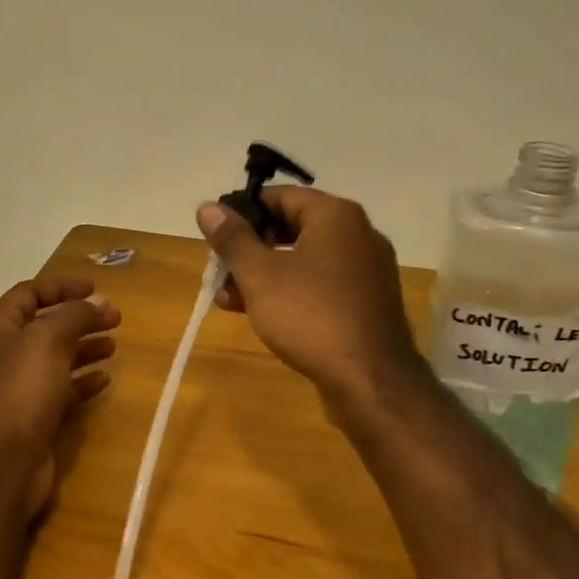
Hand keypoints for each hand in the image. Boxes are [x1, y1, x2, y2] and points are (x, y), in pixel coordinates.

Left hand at [0, 277, 120, 518]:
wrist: (2, 463)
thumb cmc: (22, 390)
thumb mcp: (48, 339)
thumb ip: (74, 315)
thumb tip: (98, 303)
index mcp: (0, 329)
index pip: (29, 294)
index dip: (60, 286)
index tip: (94, 288)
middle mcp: (7, 354)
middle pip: (46, 326)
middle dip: (79, 318)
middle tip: (115, 318)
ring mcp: (20, 388)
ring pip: (57, 358)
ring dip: (84, 348)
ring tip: (114, 347)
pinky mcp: (35, 417)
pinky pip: (62, 391)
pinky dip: (83, 382)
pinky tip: (105, 381)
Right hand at [197, 188, 424, 402]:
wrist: (371, 382)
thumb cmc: (311, 316)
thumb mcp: (260, 275)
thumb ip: (232, 238)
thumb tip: (207, 207)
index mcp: (335, 215)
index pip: (279, 196)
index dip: (242, 212)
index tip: (215, 234)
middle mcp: (358, 234)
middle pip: (292, 227)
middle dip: (250, 249)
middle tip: (220, 270)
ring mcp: (367, 270)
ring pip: (304, 259)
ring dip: (265, 274)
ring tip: (228, 299)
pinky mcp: (368, 302)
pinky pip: (322, 284)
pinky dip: (291, 291)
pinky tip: (261, 315)